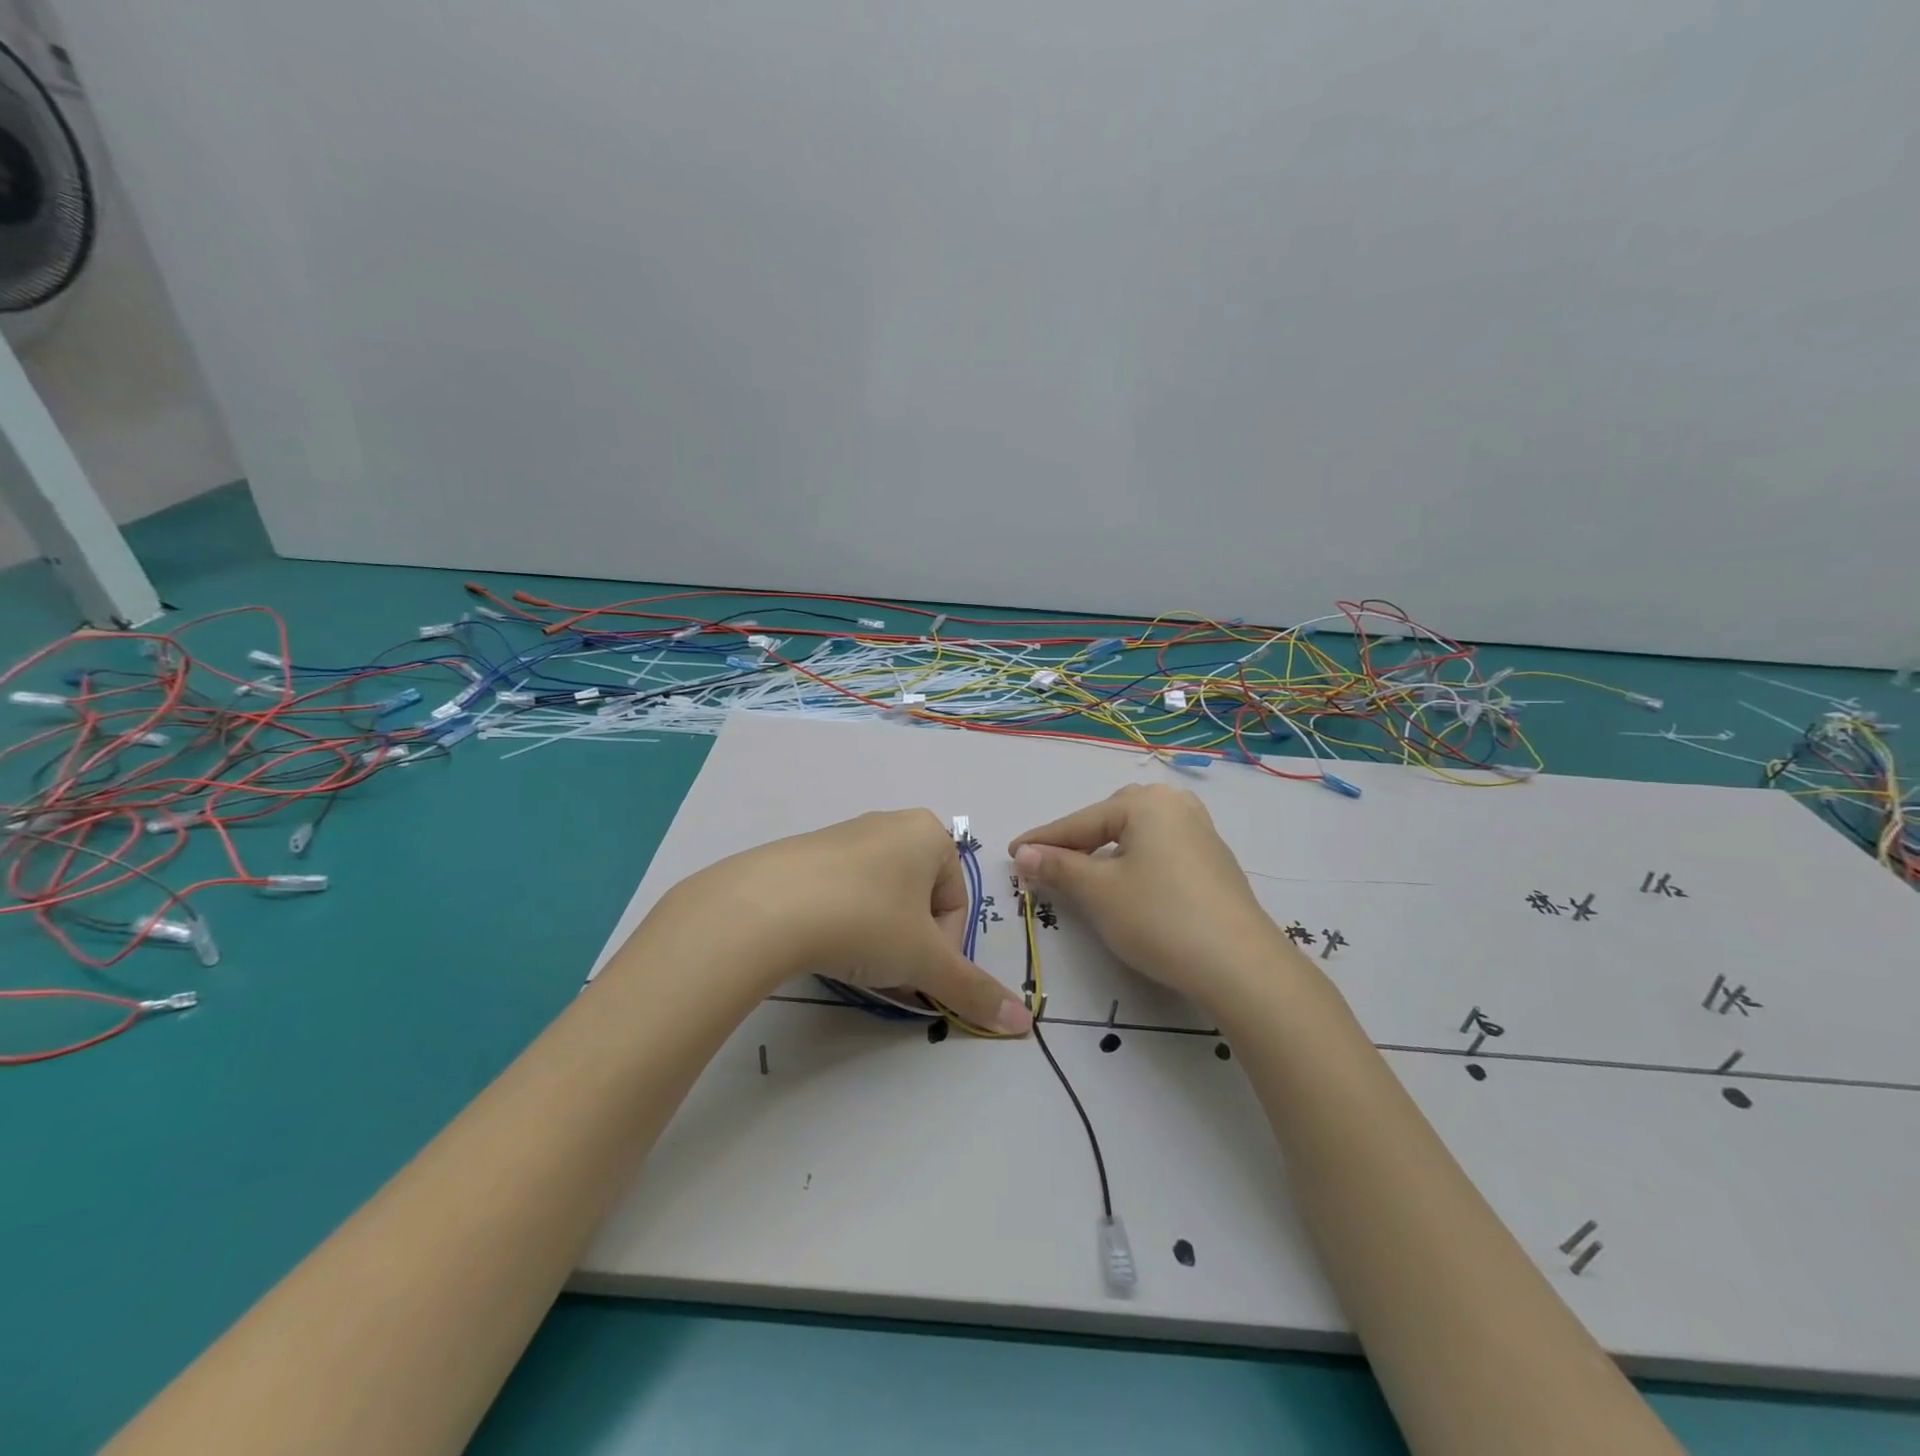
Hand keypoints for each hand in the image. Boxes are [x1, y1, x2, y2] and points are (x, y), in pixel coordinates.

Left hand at [662, 809, 1031, 1033]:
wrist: (766, 907)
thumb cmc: (866, 920)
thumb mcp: (925, 959)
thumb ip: (974, 990)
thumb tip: (1023, 1023)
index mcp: (929, 834)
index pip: (955, 905)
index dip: (942, 950)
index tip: (915, 973)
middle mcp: (891, 824)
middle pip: (920, 902)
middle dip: (910, 945)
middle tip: (887, 973)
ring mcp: (845, 835)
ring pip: (882, 899)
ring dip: (879, 938)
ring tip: (853, 963)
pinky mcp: (805, 852)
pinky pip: (843, 892)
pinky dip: (844, 922)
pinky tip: (822, 944)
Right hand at [1011, 784, 1291, 1009]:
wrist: (1240, 966)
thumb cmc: (1158, 917)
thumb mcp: (1099, 892)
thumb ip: (1058, 867)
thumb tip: (1023, 854)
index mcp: (1146, 803)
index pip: (1080, 822)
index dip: (1042, 841)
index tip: (1011, 854)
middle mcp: (1175, 806)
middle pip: (1110, 820)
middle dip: (1077, 842)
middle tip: (1049, 865)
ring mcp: (1200, 833)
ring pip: (1137, 836)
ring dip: (1105, 853)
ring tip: (1083, 875)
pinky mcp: (1214, 863)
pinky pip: (1160, 852)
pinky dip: (1134, 864)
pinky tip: (1128, 887)